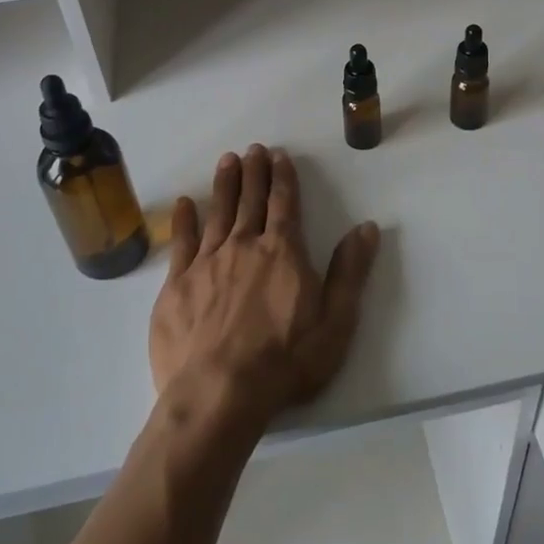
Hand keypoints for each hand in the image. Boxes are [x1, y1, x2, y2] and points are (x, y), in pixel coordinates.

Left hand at [151, 146, 379, 430]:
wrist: (219, 394)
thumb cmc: (285, 362)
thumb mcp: (335, 322)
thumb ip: (349, 272)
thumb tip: (366, 228)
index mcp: (283, 252)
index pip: (285, 204)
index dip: (283, 178)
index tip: (278, 156)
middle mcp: (244, 246)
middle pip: (250, 200)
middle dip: (253, 172)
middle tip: (252, 149)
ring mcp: (207, 263)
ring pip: (218, 213)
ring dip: (224, 185)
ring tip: (227, 161)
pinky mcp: (177, 285)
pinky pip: (181, 243)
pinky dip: (184, 220)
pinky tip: (184, 203)